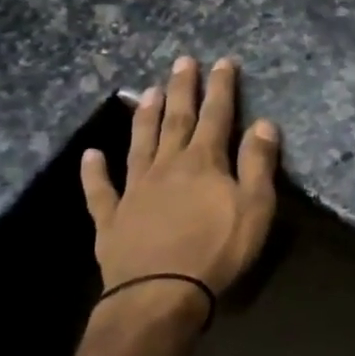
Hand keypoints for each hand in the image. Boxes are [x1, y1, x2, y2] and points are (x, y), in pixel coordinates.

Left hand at [80, 56, 280, 325]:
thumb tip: (264, 124)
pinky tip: (90, 155)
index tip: (222, 62)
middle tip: (182, 61)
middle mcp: (167, 166)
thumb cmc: (218, 250)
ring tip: (147, 92)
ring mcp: (135, 190)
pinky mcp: (112, 218)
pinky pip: (100, 190)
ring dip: (144, 117)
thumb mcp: (255, 207)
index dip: (221, 88)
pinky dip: (94, 172)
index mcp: (204, 162)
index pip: (217, 116)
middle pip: (176, 120)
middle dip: (182, 89)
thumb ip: (258, 164)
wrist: (161, 294)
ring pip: (140, 144)